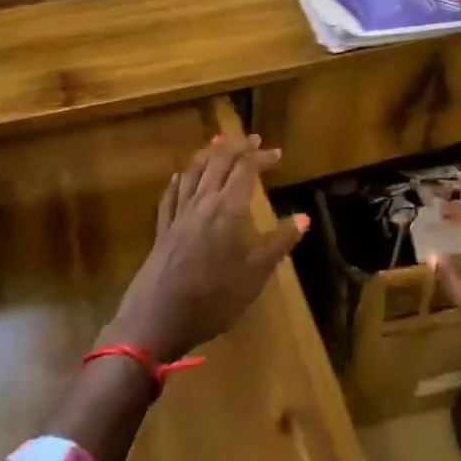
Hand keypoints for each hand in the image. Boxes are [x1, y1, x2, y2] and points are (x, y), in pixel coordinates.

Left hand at [105, 134, 307, 363]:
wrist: (156, 320)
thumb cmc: (213, 298)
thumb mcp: (255, 274)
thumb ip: (280, 243)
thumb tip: (304, 217)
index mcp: (227, 209)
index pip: (245, 169)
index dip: (261, 157)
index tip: (277, 154)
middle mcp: (201, 203)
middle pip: (217, 162)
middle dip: (235, 147)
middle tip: (250, 139)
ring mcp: (177, 216)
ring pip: (191, 173)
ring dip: (207, 155)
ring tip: (217, 144)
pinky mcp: (161, 231)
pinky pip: (170, 196)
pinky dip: (179, 181)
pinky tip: (179, 177)